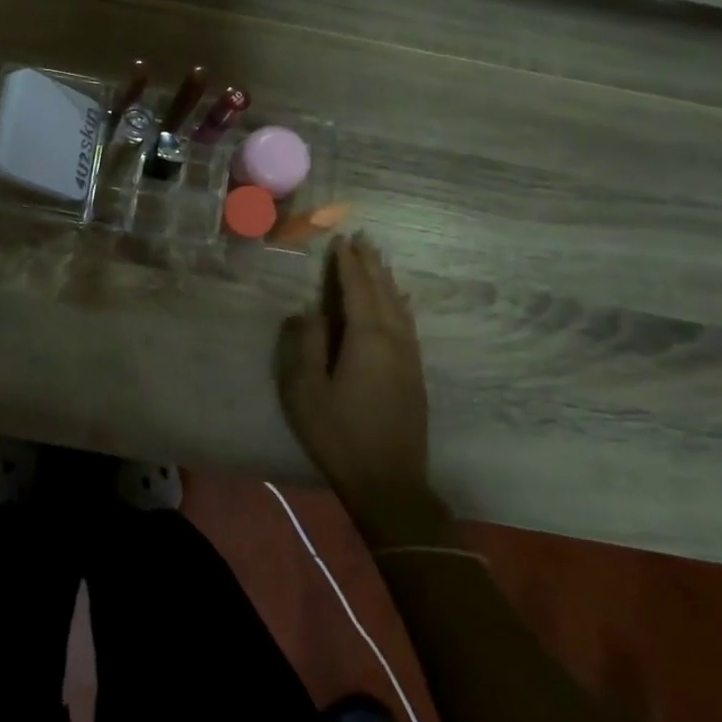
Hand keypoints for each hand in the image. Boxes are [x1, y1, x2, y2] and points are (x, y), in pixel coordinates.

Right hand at [276, 233, 437, 537]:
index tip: (341, 240)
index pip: (356, 290)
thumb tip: (308, 311)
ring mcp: (409, 358)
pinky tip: (400, 303)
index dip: (347, 264)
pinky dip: (400, 304)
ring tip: (379, 261)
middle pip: (383, 292)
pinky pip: (408, 324)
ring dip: (387, 280)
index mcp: (366, 339)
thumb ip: (306, 343)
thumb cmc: (339, 434)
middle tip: (363, 238)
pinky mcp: (415, 374)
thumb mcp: (306, 389)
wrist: (389, 482)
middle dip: (371, 264)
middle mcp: (394, 340)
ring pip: (400, 307)